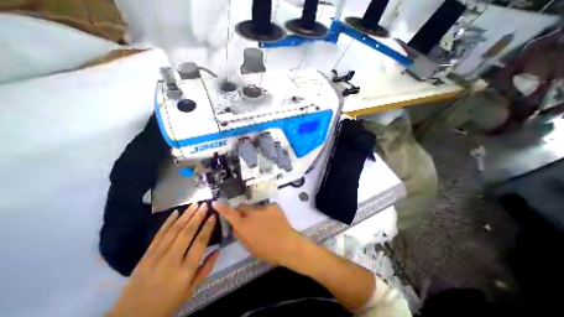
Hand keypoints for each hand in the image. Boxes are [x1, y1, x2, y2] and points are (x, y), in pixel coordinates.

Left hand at [106, 203, 218, 316]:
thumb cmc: (168, 302)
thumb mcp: (191, 289)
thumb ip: (206, 268)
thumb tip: (218, 250)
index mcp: (185, 270)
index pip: (200, 242)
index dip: (208, 227)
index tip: (213, 216)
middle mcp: (172, 260)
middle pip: (187, 232)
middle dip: (198, 216)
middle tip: (205, 204)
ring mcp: (156, 256)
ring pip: (174, 230)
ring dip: (186, 215)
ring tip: (194, 204)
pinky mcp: (146, 255)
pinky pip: (159, 235)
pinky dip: (168, 222)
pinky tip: (176, 212)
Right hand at [214, 202, 303, 265]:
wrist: (287, 244)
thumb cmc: (267, 250)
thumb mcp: (249, 247)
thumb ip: (240, 235)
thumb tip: (235, 226)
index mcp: (244, 225)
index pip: (229, 213)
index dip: (222, 207)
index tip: (216, 202)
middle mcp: (252, 213)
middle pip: (243, 207)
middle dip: (242, 212)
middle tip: (248, 220)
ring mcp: (264, 208)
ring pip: (255, 208)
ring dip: (256, 213)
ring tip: (265, 223)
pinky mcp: (273, 205)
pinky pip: (266, 208)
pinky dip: (267, 213)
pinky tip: (273, 221)